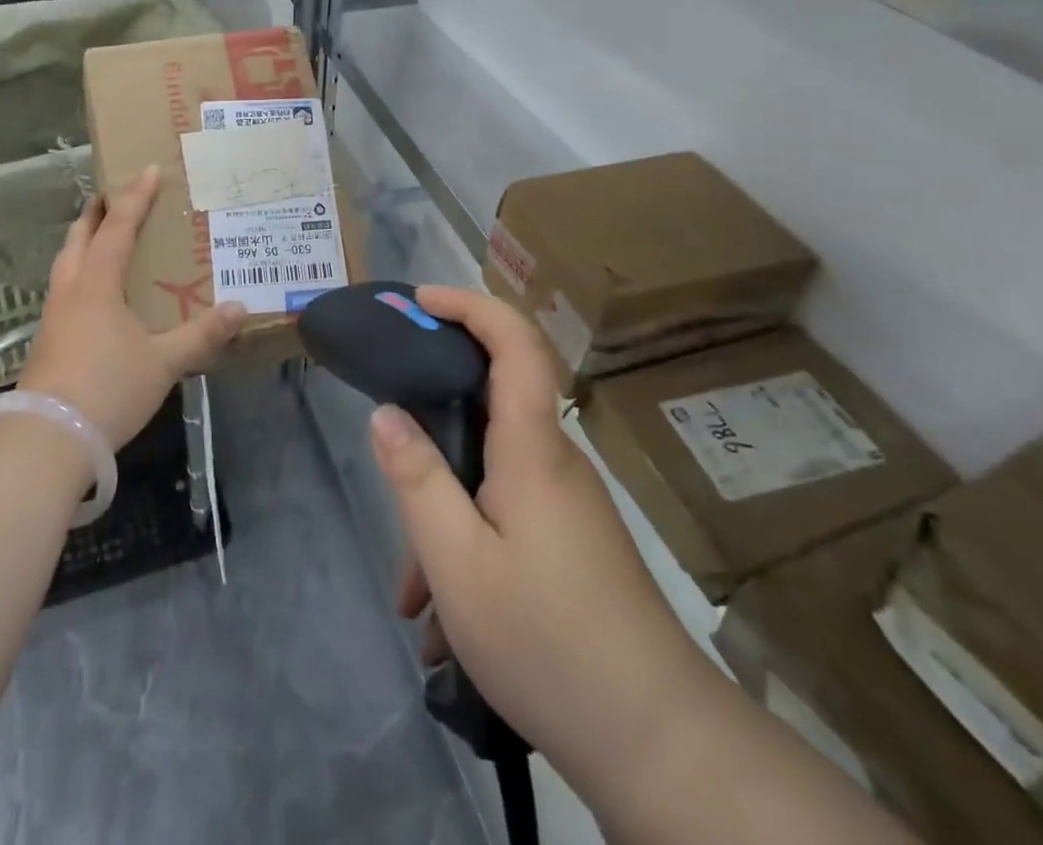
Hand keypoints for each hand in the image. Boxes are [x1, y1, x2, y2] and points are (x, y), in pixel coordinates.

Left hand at [17, 165, 245, 449]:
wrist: (47, 439)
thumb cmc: (108, 387)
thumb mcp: (163, 362)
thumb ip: (201, 334)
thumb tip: (240, 308)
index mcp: (96, 283)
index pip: (118, 228)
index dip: (135, 198)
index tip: (148, 170)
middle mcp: (70, 290)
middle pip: (79, 237)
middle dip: (97, 213)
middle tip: (115, 196)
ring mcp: (53, 316)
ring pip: (66, 263)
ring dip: (84, 242)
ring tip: (103, 237)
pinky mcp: (47, 340)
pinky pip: (65, 289)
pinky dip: (80, 273)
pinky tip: (94, 293)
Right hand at [370, 286, 686, 784]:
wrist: (656, 742)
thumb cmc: (547, 637)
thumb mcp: (457, 560)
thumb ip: (417, 477)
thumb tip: (386, 414)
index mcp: (532, 447)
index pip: (515, 341)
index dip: (470, 304)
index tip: (421, 300)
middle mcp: (554, 462)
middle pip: (492, 404)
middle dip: (435, 422)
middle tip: (391, 447)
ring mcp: (567, 505)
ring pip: (491, 475)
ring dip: (445, 513)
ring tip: (413, 591)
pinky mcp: (572, 544)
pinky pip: (507, 517)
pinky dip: (469, 548)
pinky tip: (445, 624)